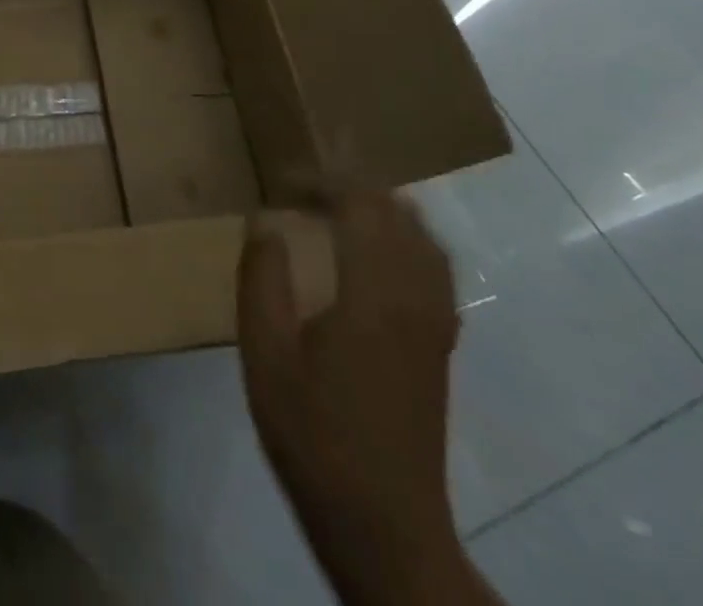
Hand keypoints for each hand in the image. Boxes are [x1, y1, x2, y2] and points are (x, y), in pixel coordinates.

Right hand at [238, 190, 461, 576]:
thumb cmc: (313, 434)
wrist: (383, 522)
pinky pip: (435, 268)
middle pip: (395, 212)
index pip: (358, 205)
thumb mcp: (264, 355)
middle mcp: (413, 297)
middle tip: (301, 190)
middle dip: (349, 186)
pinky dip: (408, 240)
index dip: (320, 180)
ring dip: (382, 209)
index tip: (281, 181)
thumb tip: (264, 220)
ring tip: (337, 208)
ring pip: (423, 237)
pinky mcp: (441, 343)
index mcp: (371, 295)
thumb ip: (261, 279)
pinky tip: (377, 254)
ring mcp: (435, 321)